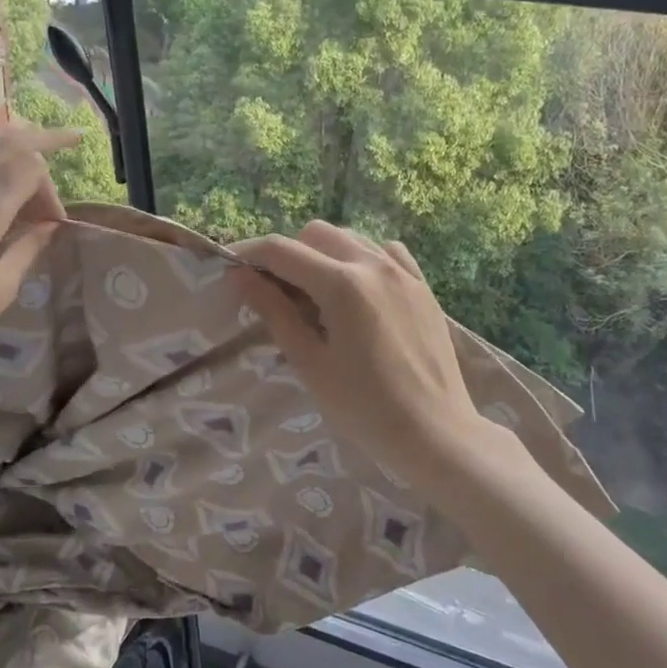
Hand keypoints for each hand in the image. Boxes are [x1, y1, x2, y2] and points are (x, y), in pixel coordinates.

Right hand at [231, 222, 489, 472]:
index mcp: (341, 284)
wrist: (436, 433)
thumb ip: (274, 312)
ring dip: (322, 254)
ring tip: (314, 294)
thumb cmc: (364, 407)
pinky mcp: (422, 287)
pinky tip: (357, 292)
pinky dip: (361, 260)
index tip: (230, 270)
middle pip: (315, 234)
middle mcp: (373, 264)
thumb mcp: (310, 363)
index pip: (281, 250)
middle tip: (274, 291)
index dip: (249, 254)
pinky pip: (384, 253)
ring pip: (350, 238)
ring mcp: (403, 273)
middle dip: (287, 253)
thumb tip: (240, 276)